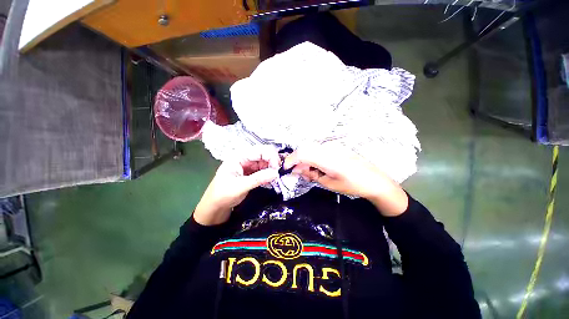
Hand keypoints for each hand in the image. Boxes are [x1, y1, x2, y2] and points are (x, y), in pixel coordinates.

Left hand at [194, 146, 279, 224]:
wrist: (216, 207)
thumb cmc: (222, 194)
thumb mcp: (239, 186)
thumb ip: (258, 179)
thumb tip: (276, 173)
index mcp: (239, 156)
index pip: (259, 150)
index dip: (270, 156)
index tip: (277, 168)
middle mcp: (245, 158)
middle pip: (264, 154)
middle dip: (273, 161)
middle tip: (278, 173)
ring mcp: (249, 166)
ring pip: (266, 162)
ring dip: (272, 168)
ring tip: (276, 177)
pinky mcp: (252, 173)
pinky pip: (264, 170)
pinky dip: (270, 174)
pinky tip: (272, 179)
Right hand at [283, 144, 407, 215]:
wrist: (375, 180)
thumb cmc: (353, 185)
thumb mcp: (329, 184)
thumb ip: (311, 174)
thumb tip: (298, 170)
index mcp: (327, 159)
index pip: (302, 153)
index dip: (291, 160)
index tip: (286, 169)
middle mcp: (329, 148)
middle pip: (305, 149)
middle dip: (298, 161)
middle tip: (301, 174)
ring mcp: (333, 146)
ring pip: (311, 149)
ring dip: (305, 160)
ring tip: (310, 173)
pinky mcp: (336, 147)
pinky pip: (319, 150)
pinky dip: (313, 158)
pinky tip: (318, 168)